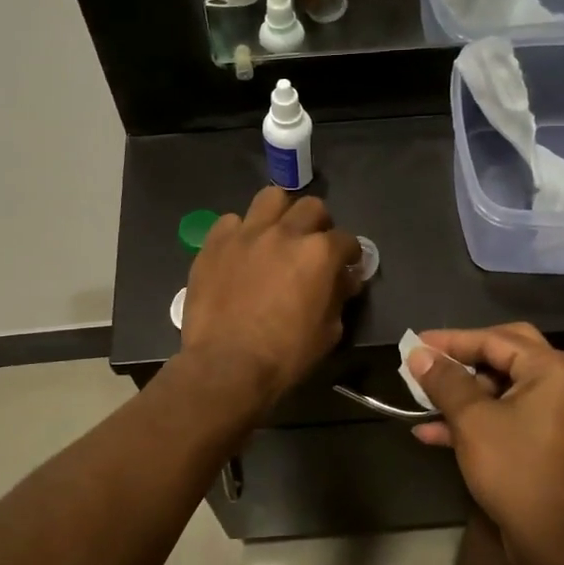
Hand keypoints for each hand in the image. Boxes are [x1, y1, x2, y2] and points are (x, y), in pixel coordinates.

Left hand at [182, 188, 362, 406]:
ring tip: (276, 236)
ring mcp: (246, 233)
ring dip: (280, 214)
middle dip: (318, 225)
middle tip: (312, 248)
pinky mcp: (214, 243)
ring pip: (271, 198)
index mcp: (319, 253)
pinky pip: (231, 222)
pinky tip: (240, 253)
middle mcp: (285, 233)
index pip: (346, 240)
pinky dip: (241, 233)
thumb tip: (343, 280)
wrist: (226, 365)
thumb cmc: (284, 355)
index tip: (346, 268)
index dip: (349, 254)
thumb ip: (338, 297)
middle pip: (311, 207)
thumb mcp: (328, 332)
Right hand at [407, 324, 563, 564]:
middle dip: (460, 361)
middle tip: (428, 361)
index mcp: (552, 368)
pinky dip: (472, 419)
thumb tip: (418, 355)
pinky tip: (430, 432)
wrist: (556, 539)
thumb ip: (444, 382)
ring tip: (420, 398)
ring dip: (460, 394)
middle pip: (502, 356)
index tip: (414, 344)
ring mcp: (554, 412)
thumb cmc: (516, 468)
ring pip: (500, 388)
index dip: (450, 341)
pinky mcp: (543, 439)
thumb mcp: (472, 420)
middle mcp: (560, 382)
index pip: (494, 339)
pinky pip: (504, 415)